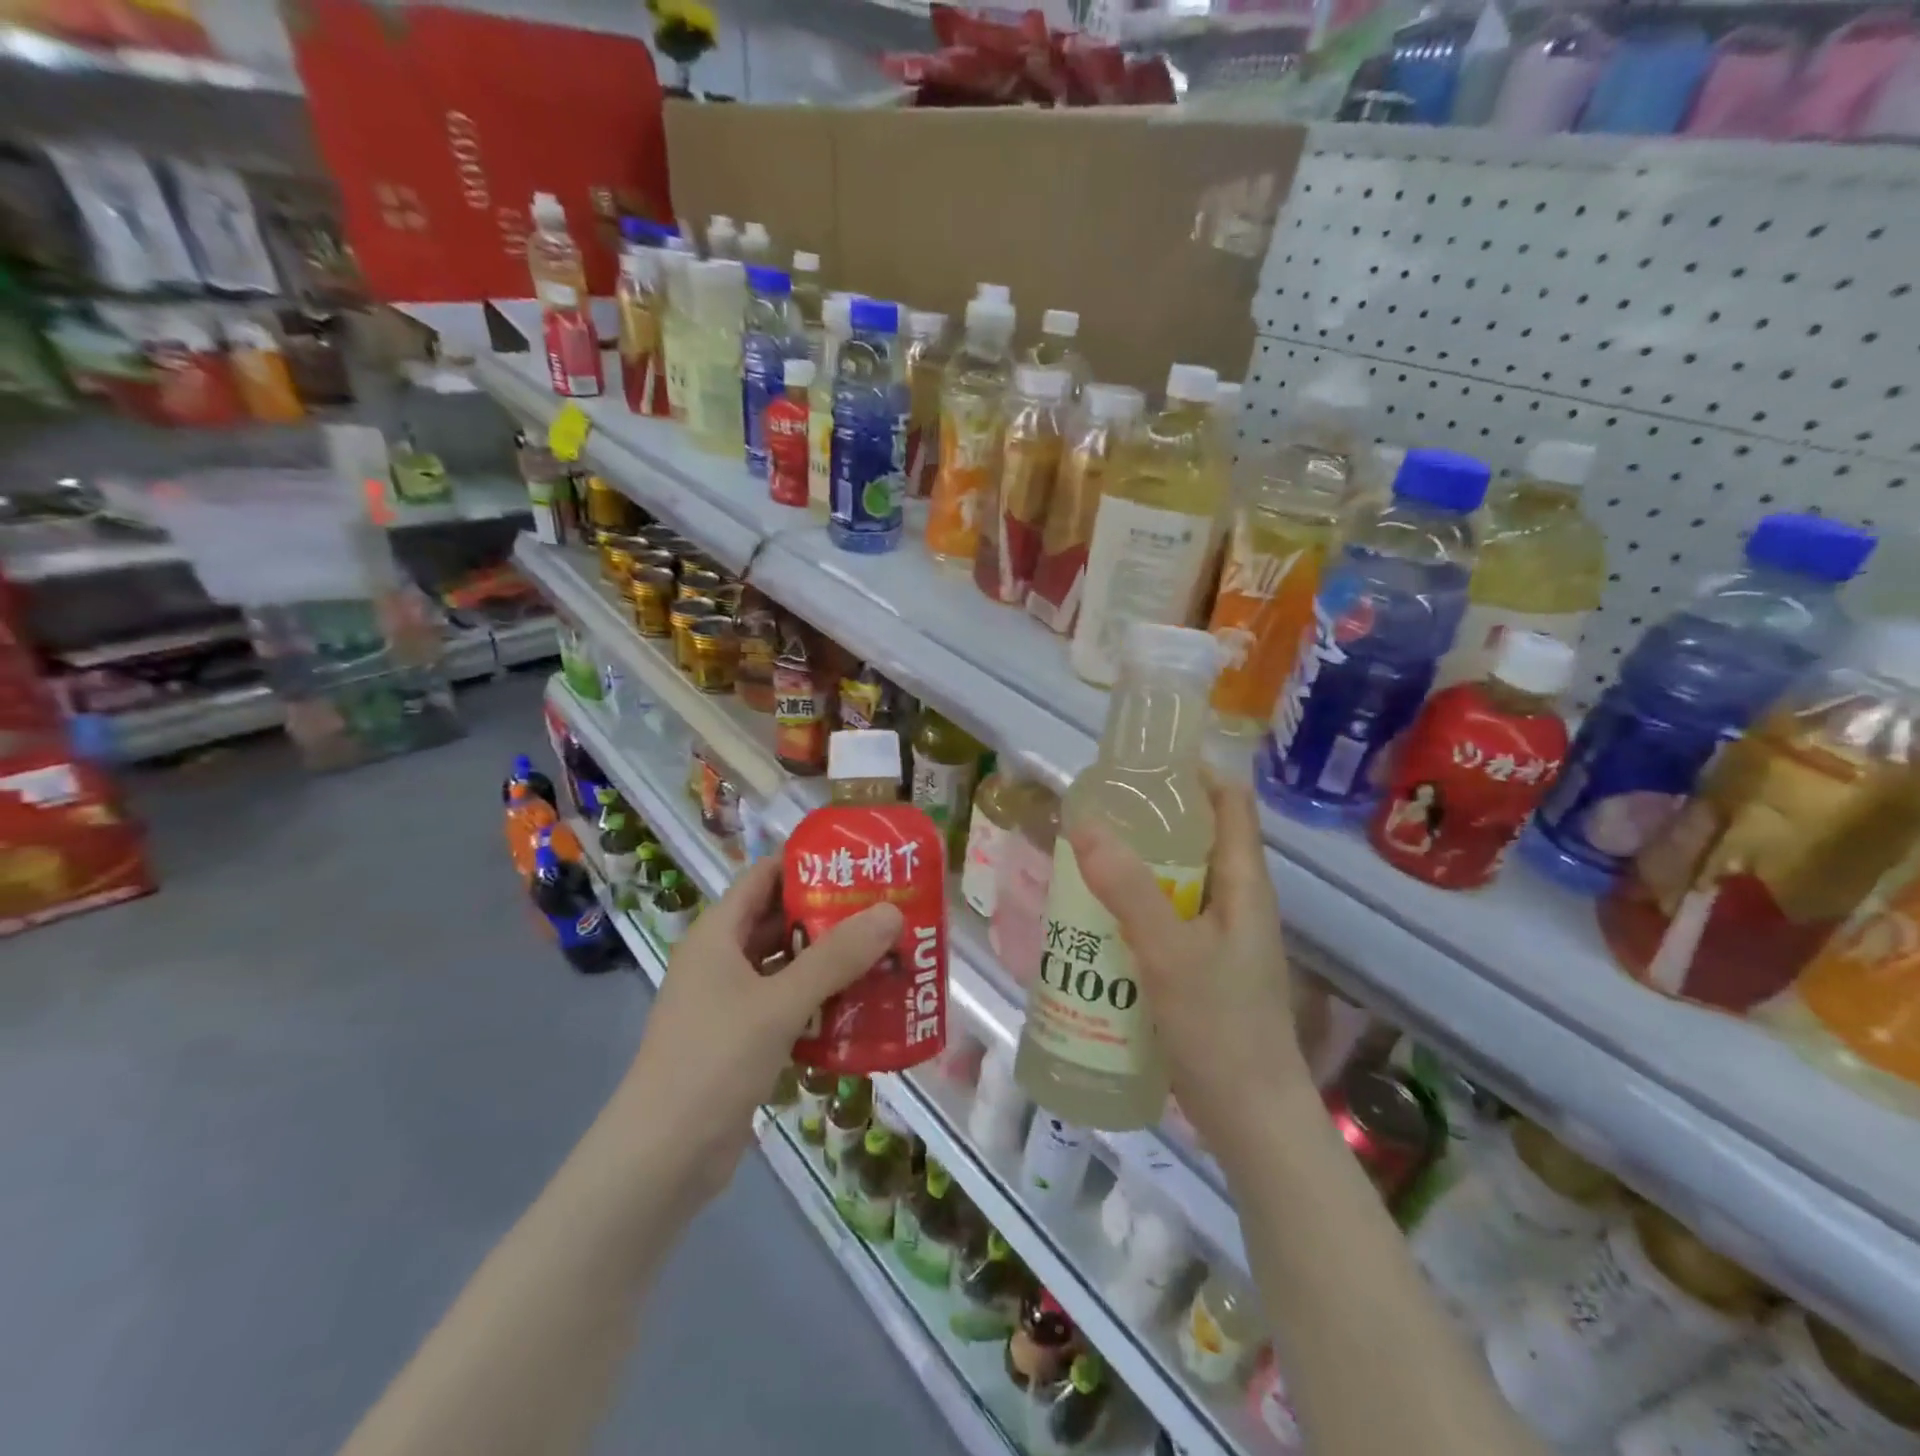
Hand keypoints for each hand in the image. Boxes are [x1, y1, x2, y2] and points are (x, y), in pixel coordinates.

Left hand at [619, 857, 902, 1205]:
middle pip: (779, 920)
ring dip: (830, 961)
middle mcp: (722, 960)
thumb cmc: (714, 1062)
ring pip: (787, 966)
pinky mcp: (742, 1040)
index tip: (858, 861)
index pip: (764, 876)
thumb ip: (836, 957)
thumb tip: (890, 912)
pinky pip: (787, 1005)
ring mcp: (730, 1003)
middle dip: (829, 914)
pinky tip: (863, 1006)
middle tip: (885, 908)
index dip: (807, 863)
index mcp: (717, 935)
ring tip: (885, 952)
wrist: (662, 1160)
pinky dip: (820, 1001)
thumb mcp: (779, 1004)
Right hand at [1069, 770, 1324, 1158]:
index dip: (1194, 773)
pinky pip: (1166, 919)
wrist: (1252, 1120)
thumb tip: (1084, 821)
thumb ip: (1127, 888)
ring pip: (1177, 881)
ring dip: (1136, 866)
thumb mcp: (1168, 952)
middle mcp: (1237, 901)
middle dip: (1150, 819)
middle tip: (1095, 811)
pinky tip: (1096, 920)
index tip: (1141, 763)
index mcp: (1244, 883)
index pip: (1230, 802)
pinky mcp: (1202, 968)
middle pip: (1197, 838)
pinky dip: (1134, 907)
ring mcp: (1221, 938)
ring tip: (1084, 858)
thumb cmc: (1221, 1028)